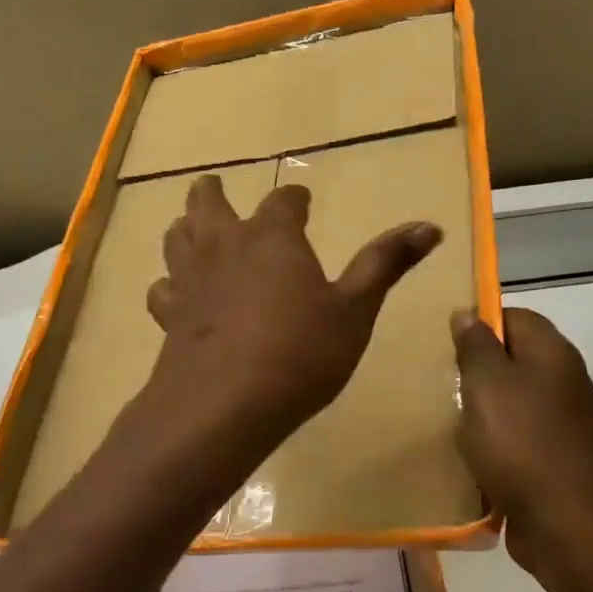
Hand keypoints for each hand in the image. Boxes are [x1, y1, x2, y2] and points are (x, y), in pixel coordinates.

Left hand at [146, 175, 440, 456]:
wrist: (224, 404)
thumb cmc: (301, 353)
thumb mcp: (355, 310)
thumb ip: (386, 264)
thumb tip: (430, 225)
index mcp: (272, 237)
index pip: (284, 200)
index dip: (294, 199)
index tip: (302, 202)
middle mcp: (225, 245)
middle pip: (208, 203)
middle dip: (213, 193)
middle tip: (215, 187)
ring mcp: (190, 279)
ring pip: (176, 237)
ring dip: (185, 228)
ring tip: (192, 230)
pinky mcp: (169, 315)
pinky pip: (162, 289)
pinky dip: (169, 286)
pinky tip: (175, 295)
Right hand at [451, 307, 592, 591]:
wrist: (568, 525)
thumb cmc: (521, 441)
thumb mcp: (487, 382)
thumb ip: (476, 345)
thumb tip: (468, 313)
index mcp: (552, 353)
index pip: (513, 316)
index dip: (478, 322)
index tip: (444, 341)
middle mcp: (563, 381)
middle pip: (512, 359)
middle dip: (474, 369)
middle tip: (438, 379)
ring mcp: (562, 423)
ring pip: (511, 401)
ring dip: (480, 409)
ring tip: (445, 417)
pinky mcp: (554, 459)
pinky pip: (515, 438)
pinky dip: (492, 443)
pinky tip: (467, 454)